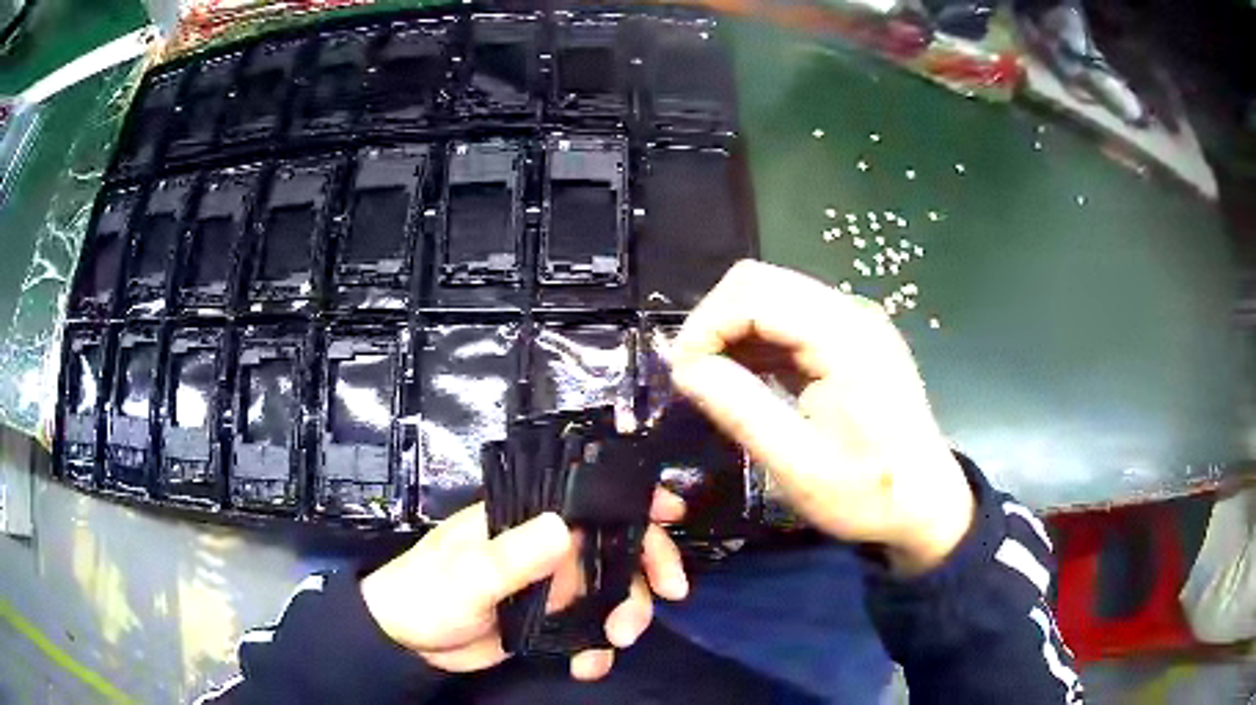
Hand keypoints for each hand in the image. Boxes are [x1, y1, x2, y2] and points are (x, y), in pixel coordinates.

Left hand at [360, 490, 687, 679]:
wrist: (405, 642)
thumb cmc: (425, 593)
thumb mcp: (465, 578)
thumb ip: (511, 558)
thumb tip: (563, 527)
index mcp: (526, 521)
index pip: (588, 498)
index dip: (634, 499)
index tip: (675, 514)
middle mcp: (546, 549)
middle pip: (616, 546)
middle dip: (647, 569)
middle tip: (670, 596)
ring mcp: (551, 586)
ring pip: (611, 591)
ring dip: (626, 615)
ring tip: (616, 643)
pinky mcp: (549, 621)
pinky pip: (590, 629)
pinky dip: (598, 648)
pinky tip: (589, 667)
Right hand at [668, 260, 972, 575]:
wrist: (927, 504)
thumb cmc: (867, 492)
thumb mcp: (796, 463)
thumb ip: (738, 408)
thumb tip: (683, 369)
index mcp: (844, 337)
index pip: (753, 296)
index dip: (705, 326)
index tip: (680, 374)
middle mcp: (850, 313)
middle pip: (760, 282)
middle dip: (715, 321)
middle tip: (693, 375)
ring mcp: (854, 322)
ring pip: (773, 295)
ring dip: (734, 329)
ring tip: (713, 380)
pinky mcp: (852, 338)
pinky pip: (791, 319)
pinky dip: (758, 339)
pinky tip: (746, 376)